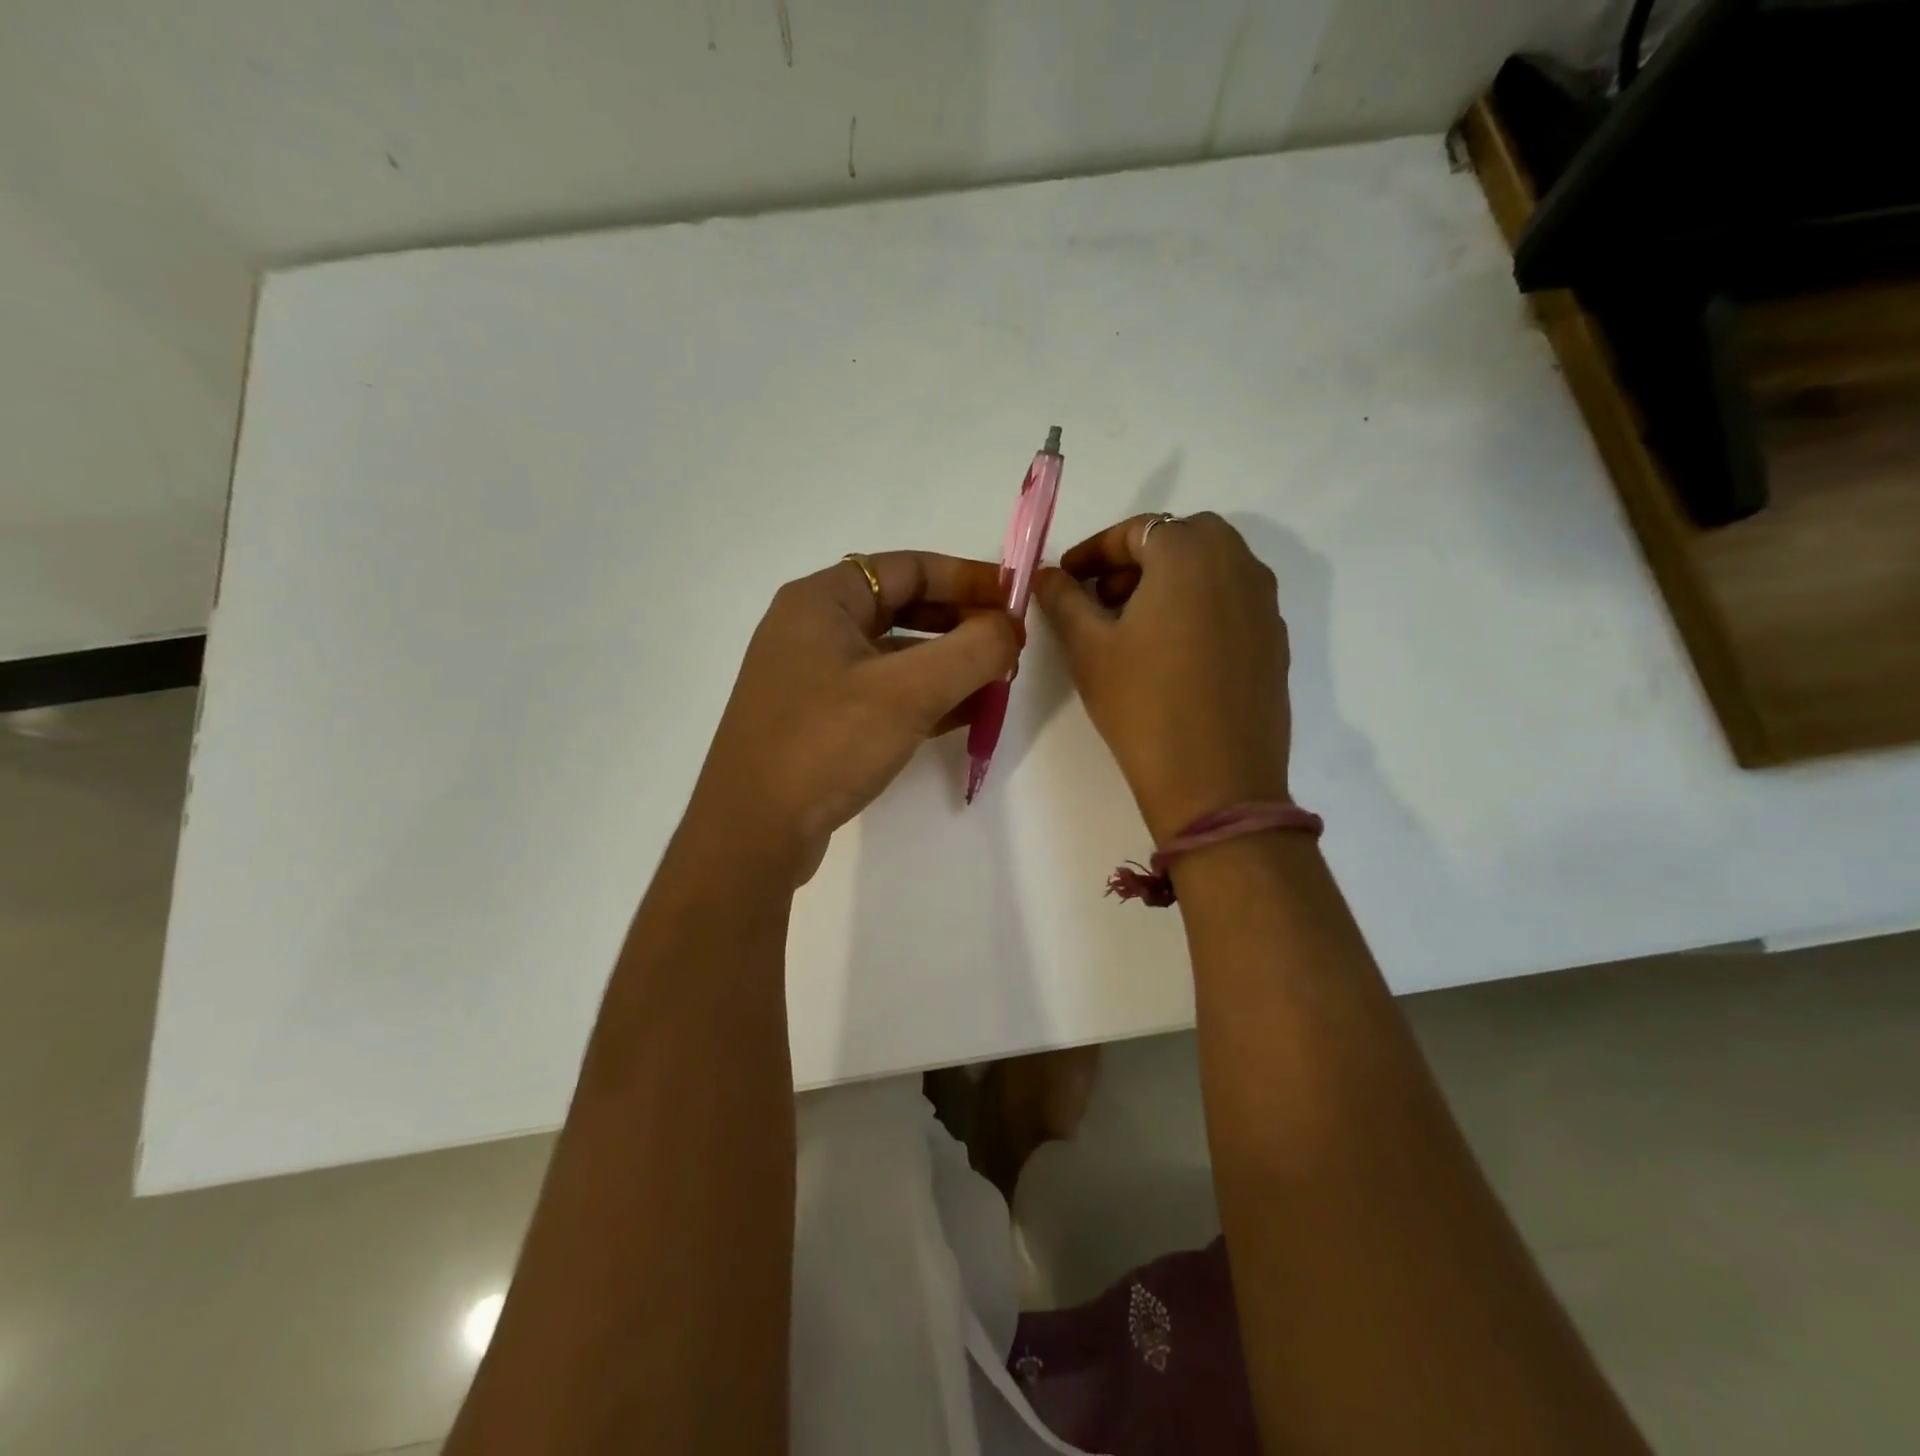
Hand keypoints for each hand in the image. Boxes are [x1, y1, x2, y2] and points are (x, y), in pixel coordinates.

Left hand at [690, 552, 1020, 883]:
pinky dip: (926, 699)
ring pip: (896, 656)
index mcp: (822, 600)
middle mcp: (813, 629)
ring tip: (998, 682)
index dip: (967, 578)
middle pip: (903, 609)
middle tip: (1010, 646)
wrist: (752, 832)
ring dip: (949, 665)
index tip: (1015, 599)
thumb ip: (972, 651)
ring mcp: (813, 678)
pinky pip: (884, 694)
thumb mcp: (908, 691)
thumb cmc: (826, 742)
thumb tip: (1011, 629)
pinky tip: (967, 716)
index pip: (908, 568)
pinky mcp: (820, 720)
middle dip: (962, 625)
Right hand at [1035, 513, 1290, 841]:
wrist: (1216, 782)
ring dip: (1169, 581)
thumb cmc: (1143, 705)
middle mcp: (1238, 564)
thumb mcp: (1088, 648)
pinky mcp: (1275, 640)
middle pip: (1181, 539)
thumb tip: (1048, 575)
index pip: (1136, 530)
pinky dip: (1198, 606)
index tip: (1065, 579)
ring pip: (1211, 568)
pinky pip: (1231, 601)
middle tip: (1101, 599)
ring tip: (1132, 626)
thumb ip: (1064, 599)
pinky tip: (1172, 652)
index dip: (1093, 551)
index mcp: (1190, 554)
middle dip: (1135, 560)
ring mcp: (1264, 603)